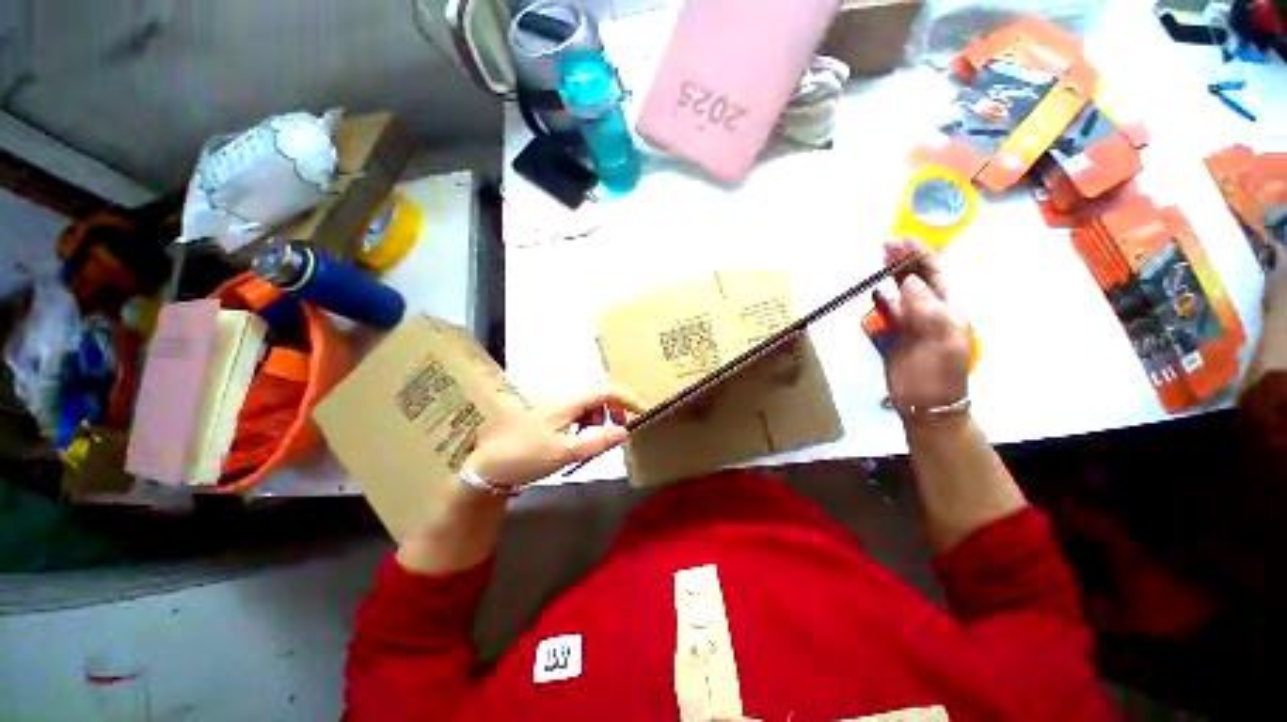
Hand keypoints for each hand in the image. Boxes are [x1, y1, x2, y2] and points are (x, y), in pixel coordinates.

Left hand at [464, 384, 644, 488]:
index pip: (606, 390)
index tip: (642, 413)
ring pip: (587, 404)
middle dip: (611, 414)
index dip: (627, 399)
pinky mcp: (548, 411)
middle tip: (613, 437)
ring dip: (596, 421)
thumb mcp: (565, 452)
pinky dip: (583, 424)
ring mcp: (554, 402)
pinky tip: (575, 441)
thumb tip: (625, 430)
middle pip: (598, 396)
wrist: (488, 464)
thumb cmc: (526, 456)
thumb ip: (597, 440)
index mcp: (568, 400)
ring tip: (588, 445)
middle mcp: (562, 394)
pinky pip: (575, 411)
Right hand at [875, 239, 972, 420]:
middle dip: (903, 262)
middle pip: (915, 281)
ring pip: (898, 297)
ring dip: (888, 280)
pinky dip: (878, 305)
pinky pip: (884, 318)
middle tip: (884, 246)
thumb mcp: (939, 339)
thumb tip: (910, 280)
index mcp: (947, 310)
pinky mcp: (892, 340)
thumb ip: (926, 307)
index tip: (901, 240)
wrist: (925, 406)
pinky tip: (872, 296)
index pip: (935, 275)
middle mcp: (929, 313)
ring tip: (876, 263)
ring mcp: (909, 326)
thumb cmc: (938, 373)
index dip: (920, 256)